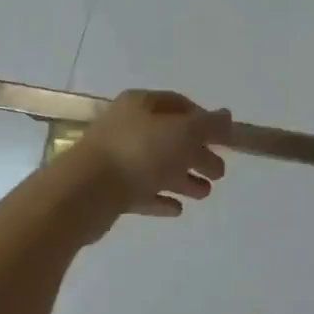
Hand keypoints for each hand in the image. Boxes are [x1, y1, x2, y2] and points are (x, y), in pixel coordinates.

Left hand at [65, 90, 231, 239]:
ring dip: (183, 178)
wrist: (85, 191)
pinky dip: (161, 197)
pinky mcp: (110, 189)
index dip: (203, 119)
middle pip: (170, 137)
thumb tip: (227, 116)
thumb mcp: (183, 132)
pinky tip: (177, 209)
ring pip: (157, 165)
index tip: (223, 139)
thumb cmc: (139, 152)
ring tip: (205, 194)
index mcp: (141, 104)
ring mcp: (117, 158)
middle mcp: (128, 126)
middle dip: (197, 153)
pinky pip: (142, 190)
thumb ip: (209, 125)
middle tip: (219, 172)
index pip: (179, 104)